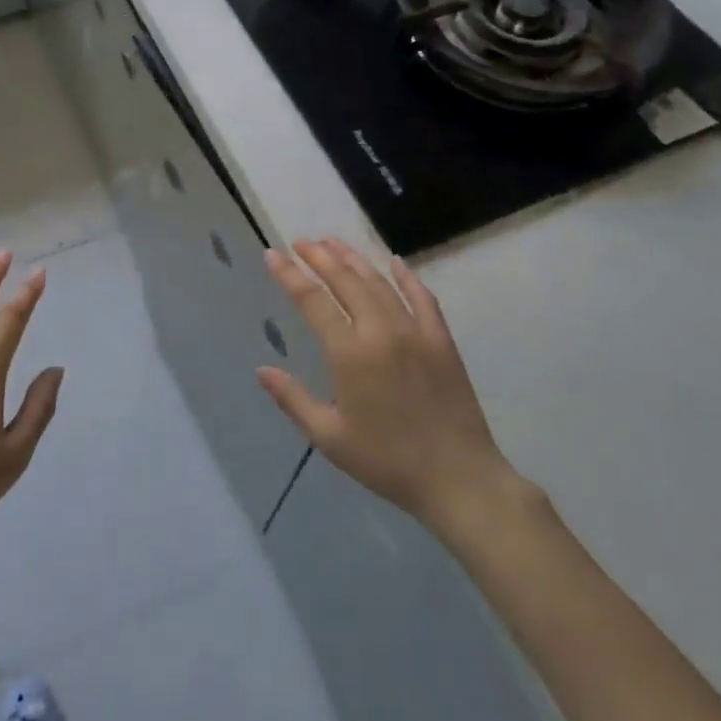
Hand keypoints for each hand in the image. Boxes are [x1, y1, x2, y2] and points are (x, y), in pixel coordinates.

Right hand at [259, 238, 516, 532]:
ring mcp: (415, 331)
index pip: (312, 300)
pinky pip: (422, 297)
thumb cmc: (387, 461)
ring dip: (354, 259)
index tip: (273, 254)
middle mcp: (380, 331)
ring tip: (333, 243)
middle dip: (319, 256)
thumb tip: (262, 370)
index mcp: (350, 353)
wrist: (458, 479)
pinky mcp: (441, 340)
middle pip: (345, 281)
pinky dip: (406, 276)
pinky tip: (394, 261)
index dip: (290, 274)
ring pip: (379, 282)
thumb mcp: (329, 437)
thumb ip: (293, 399)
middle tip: (300, 241)